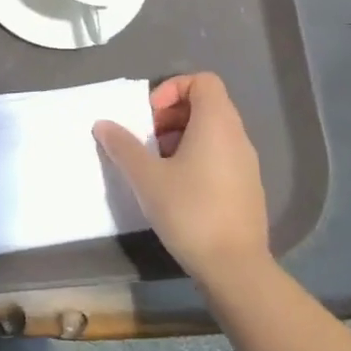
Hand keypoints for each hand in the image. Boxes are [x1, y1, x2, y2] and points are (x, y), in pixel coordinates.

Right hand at [93, 72, 272, 300]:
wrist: (235, 269)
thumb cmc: (190, 211)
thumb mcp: (146, 177)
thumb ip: (123, 146)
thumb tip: (103, 124)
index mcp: (217, 124)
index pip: (203, 81)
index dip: (173, 89)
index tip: (151, 115)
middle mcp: (238, 137)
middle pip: (206, 104)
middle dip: (171, 114)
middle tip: (148, 140)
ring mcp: (246, 164)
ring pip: (212, 132)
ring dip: (181, 137)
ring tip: (157, 165)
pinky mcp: (247, 189)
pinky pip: (220, 155)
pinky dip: (196, 158)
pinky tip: (176, 188)